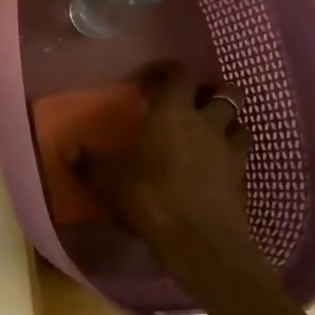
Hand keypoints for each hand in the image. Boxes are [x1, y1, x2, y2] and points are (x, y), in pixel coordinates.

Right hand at [75, 60, 260, 280]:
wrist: (201, 243)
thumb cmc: (150, 197)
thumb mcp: (108, 180)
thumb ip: (90, 162)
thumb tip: (70, 150)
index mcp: (172, 112)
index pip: (179, 74)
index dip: (167, 70)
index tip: (150, 79)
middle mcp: (207, 123)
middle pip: (226, 92)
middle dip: (211, 92)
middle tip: (190, 102)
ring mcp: (230, 151)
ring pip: (241, 123)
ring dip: (227, 122)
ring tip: (208, 131)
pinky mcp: (244, 180)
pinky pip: (242, 156)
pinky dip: (232, 154)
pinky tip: (216, 166)